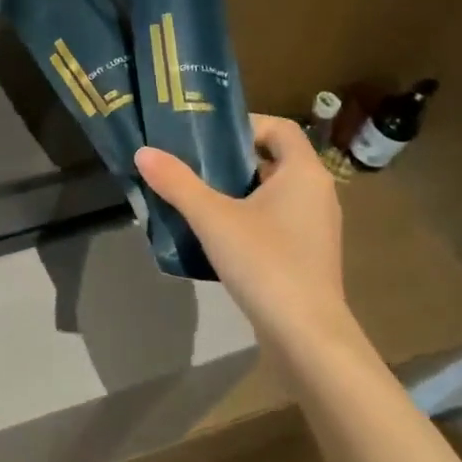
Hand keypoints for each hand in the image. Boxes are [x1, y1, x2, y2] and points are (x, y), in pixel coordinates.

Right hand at [136, 114, 367, 359]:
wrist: (306, 335)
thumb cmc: (265, 262)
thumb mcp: (213, 218)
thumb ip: (177, 183)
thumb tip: (143, 152)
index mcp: (304, 173)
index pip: (279, 128)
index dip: (244, 125)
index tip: (206, 137)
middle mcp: (317, 193)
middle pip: (273, 160)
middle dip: (232, 160)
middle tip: (191, 166)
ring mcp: (316, 227)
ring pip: (273, 194)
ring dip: (237, 192)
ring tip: (196, 200)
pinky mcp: (308, 255)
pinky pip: (276, 222)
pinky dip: (249, 219)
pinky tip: (217, 237)